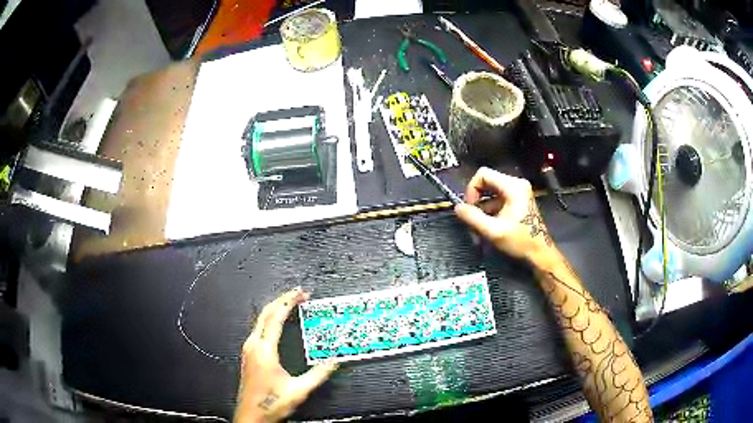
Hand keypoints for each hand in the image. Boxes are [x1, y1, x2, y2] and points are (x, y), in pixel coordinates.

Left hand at [235, 288, 337, 422]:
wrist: (251, 416)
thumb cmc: (271, 404)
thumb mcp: (298, 391)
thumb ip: (318, 375)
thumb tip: (333, 361)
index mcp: (264, 350)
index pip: (275, 317)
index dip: (288, 302)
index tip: (300, 293)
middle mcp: (253, 346)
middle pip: (265, 313)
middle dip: (281, 300)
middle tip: (299, 294)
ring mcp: (248, 350)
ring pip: (260, 320)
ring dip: (275, 309)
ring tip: (291, 305)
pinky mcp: (249, 355)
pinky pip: (258, 329)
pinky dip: (270, 319)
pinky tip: (277, 323)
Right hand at [455, 167, 554, 264]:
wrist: (539, 253)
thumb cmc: (520, 241)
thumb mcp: (493, 231)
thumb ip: (473, 217)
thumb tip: (457, 208)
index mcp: (512, 186)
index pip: (483, 174)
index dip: (471, 189)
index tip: (470, 207)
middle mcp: (517, 184)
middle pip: (487, 181)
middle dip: (477, 198)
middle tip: (473, 216)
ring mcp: (519, 191)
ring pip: (492, 191)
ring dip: (483, 206)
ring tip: (481, 224)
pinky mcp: (519, 199)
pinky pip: (499, 198)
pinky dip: (491, 209)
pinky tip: (490, 225)